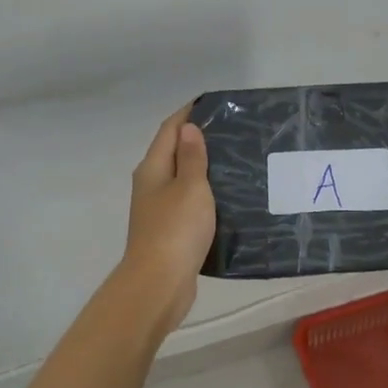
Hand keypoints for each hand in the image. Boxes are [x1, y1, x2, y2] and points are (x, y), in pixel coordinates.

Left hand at [118, 106, 215, 328]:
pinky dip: (204, 193)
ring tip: (235, 160)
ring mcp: (158, 209)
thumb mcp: (190, 187)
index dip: (187, 114)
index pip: (169, 130)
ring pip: (182, 178)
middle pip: (173, 152)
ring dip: (203, 167)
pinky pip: (188, 201)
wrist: (159, 283)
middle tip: (233, 131)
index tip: (212, 103)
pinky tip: (226, 197)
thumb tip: (188, 128)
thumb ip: (192, 158)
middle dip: (198, 139)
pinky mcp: (170, 230)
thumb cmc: (176, 229)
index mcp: (153, 168)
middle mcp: (151, 184)